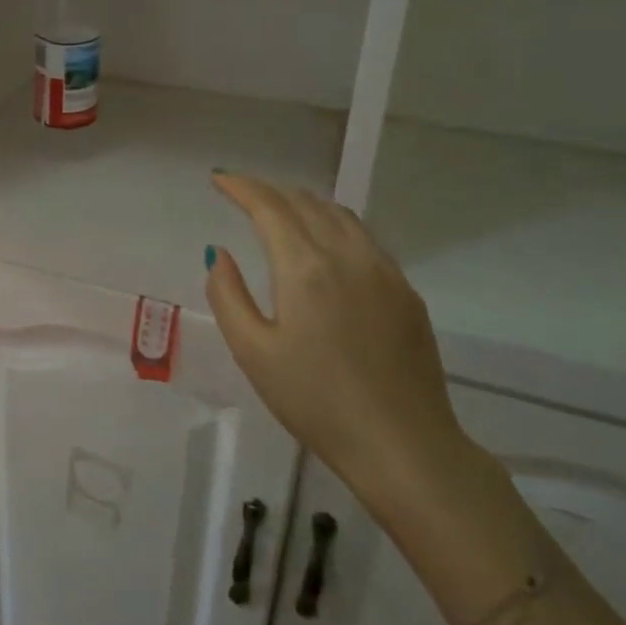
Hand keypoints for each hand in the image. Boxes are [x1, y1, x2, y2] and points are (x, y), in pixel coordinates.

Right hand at [205, 173, 467, 506]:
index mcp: (305, 267)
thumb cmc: (316, 402)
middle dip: (270, 191)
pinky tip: (327, 245)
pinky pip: (365, 238)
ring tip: (282, 211)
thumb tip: (219, 253)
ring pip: (340, 215)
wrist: (403, 445)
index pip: (269, 207)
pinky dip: (335, 225)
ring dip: (305, 204)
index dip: (241, 187)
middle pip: (306, 202)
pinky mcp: (406, 291)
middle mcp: (348, 255)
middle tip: (243, 196)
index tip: (219, 179)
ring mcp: (384, 271)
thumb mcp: (253, 353)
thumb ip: (228, 295)